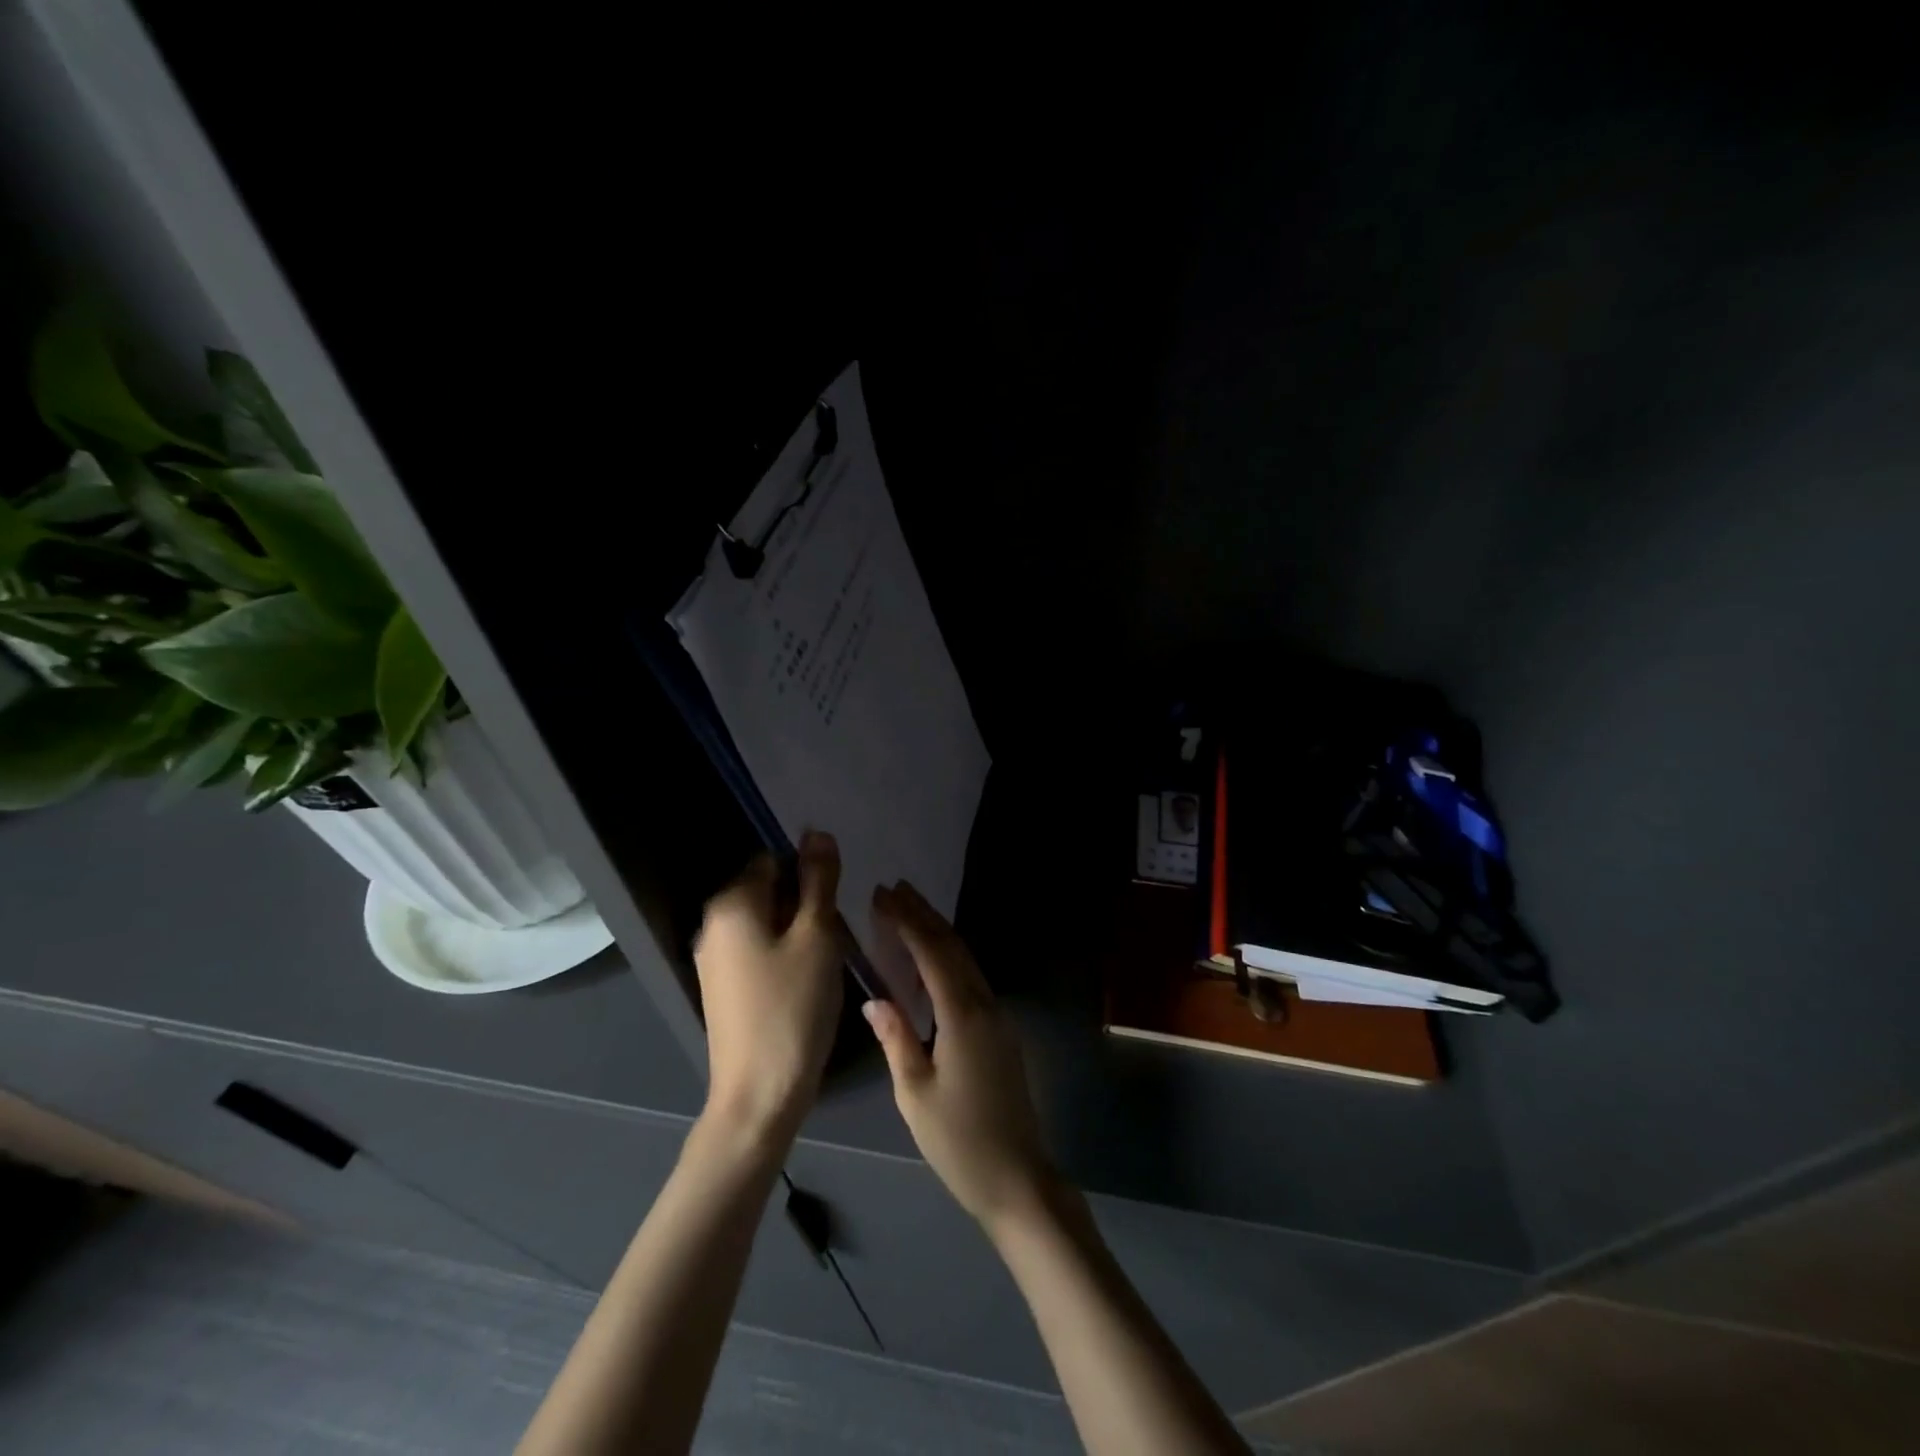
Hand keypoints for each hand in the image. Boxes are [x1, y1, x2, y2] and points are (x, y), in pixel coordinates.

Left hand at [693, 832, 845, 1138]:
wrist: (759, 1095)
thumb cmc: (792, 1007)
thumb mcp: (817, 936)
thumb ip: (819, 880)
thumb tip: (817, 833)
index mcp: (731, 903)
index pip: (775, 859)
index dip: (810, 876)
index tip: (834, 906)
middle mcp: (714, 924)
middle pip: (770, 891)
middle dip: (806, 905)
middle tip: (834, 938)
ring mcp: (715, 959)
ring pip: (768, 924)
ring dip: (799, 933)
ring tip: (824, 963)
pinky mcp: (723, 988)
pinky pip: (759, 952)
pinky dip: (784, 957)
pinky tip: (806, 984)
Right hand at [863, 882, 1058, 1238]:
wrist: (1018, 1178)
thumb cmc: (959, 1140)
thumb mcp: (914, 1093)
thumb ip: (896, 1038)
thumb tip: (874, 998)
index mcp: (962, 1015)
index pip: (932, 952)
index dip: (907, 920)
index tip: (883, 895)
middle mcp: (985, 1005)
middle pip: (953, 947)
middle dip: (923, 914)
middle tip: (893, 890)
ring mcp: (998, 1017)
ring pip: (965, 960)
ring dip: (937, 932)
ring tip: (908, 912)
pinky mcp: (1001, 1032)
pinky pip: (972, 979)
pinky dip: (949, 958)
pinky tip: (932, 961)